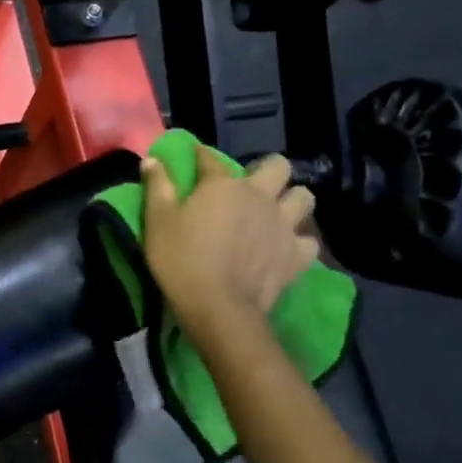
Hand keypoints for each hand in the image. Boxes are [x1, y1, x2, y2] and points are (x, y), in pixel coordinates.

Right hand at [141, 149, 318, 334]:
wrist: (218, 306)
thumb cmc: (181, 259)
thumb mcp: (157, 221)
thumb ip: (158, 187)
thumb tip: (153, 159)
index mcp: (223, 185)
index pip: (211, 158)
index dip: (201, 156)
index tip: (195, 159)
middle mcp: (259, 196)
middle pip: (278, 166)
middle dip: (267, 170)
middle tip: (250, 186)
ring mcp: (283, 225)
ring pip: (304, 198)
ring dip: (291, 201)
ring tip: (275, 213)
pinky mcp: (297, 256)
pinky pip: (309, 241)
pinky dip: (299, 241)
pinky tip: (285, 248)